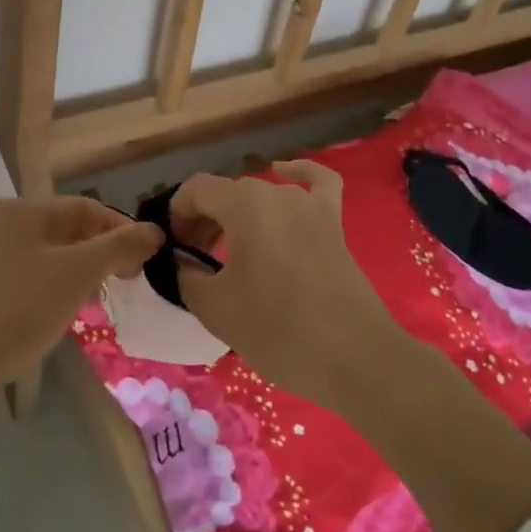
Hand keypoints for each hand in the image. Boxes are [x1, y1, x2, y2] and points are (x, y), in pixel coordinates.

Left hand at [0, 197, 159, 393]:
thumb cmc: (18, 307)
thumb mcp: (76, 273)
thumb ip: (118, 248)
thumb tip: (154, 231)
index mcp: (19, 209)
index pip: (83, 207)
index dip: (120, 228)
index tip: (145, 259)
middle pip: (65, 230)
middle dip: (100, 253)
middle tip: (126, 282)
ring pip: (48, 256)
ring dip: (80, 273)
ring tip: (98, 301)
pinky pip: (30, 278)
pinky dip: (54, 289)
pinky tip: (63, 314)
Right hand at [172, 161, 408, 411]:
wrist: (356, 360)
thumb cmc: (279, 330)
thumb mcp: (215, 308)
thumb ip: (186, 275)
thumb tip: (183, 262)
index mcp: (244, 204)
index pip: (195, 190)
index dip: (177, 216)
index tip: (174, 252)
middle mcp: (276, 193)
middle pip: (226, 194)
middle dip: (203, 222)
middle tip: (195, 263)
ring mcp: (310, 205)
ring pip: (261, 196)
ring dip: (236, 216)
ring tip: (227, 252)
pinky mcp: (333, 224)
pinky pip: (315, 183)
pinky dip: (297, 173)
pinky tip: (284, 171)